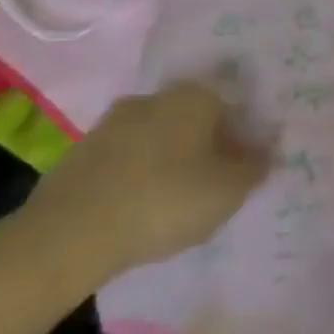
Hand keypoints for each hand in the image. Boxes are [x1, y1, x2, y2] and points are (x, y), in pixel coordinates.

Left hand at [18, 80, 270, 287]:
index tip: (245, 167)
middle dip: (205, 145)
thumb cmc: (166, 200)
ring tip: (176, 202)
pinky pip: (123, 162)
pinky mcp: (77, 157)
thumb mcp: (230, 190)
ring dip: (168, 161)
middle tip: (214, 183)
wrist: (67, 237)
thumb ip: (255, 166)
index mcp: (193, 96)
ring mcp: (109, 126)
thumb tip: (266, 151)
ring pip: (156, 139)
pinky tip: (140, 209)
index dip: (244, 136)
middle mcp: (152, 98)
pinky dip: (136, 178)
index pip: (232, 106)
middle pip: (192, 120)